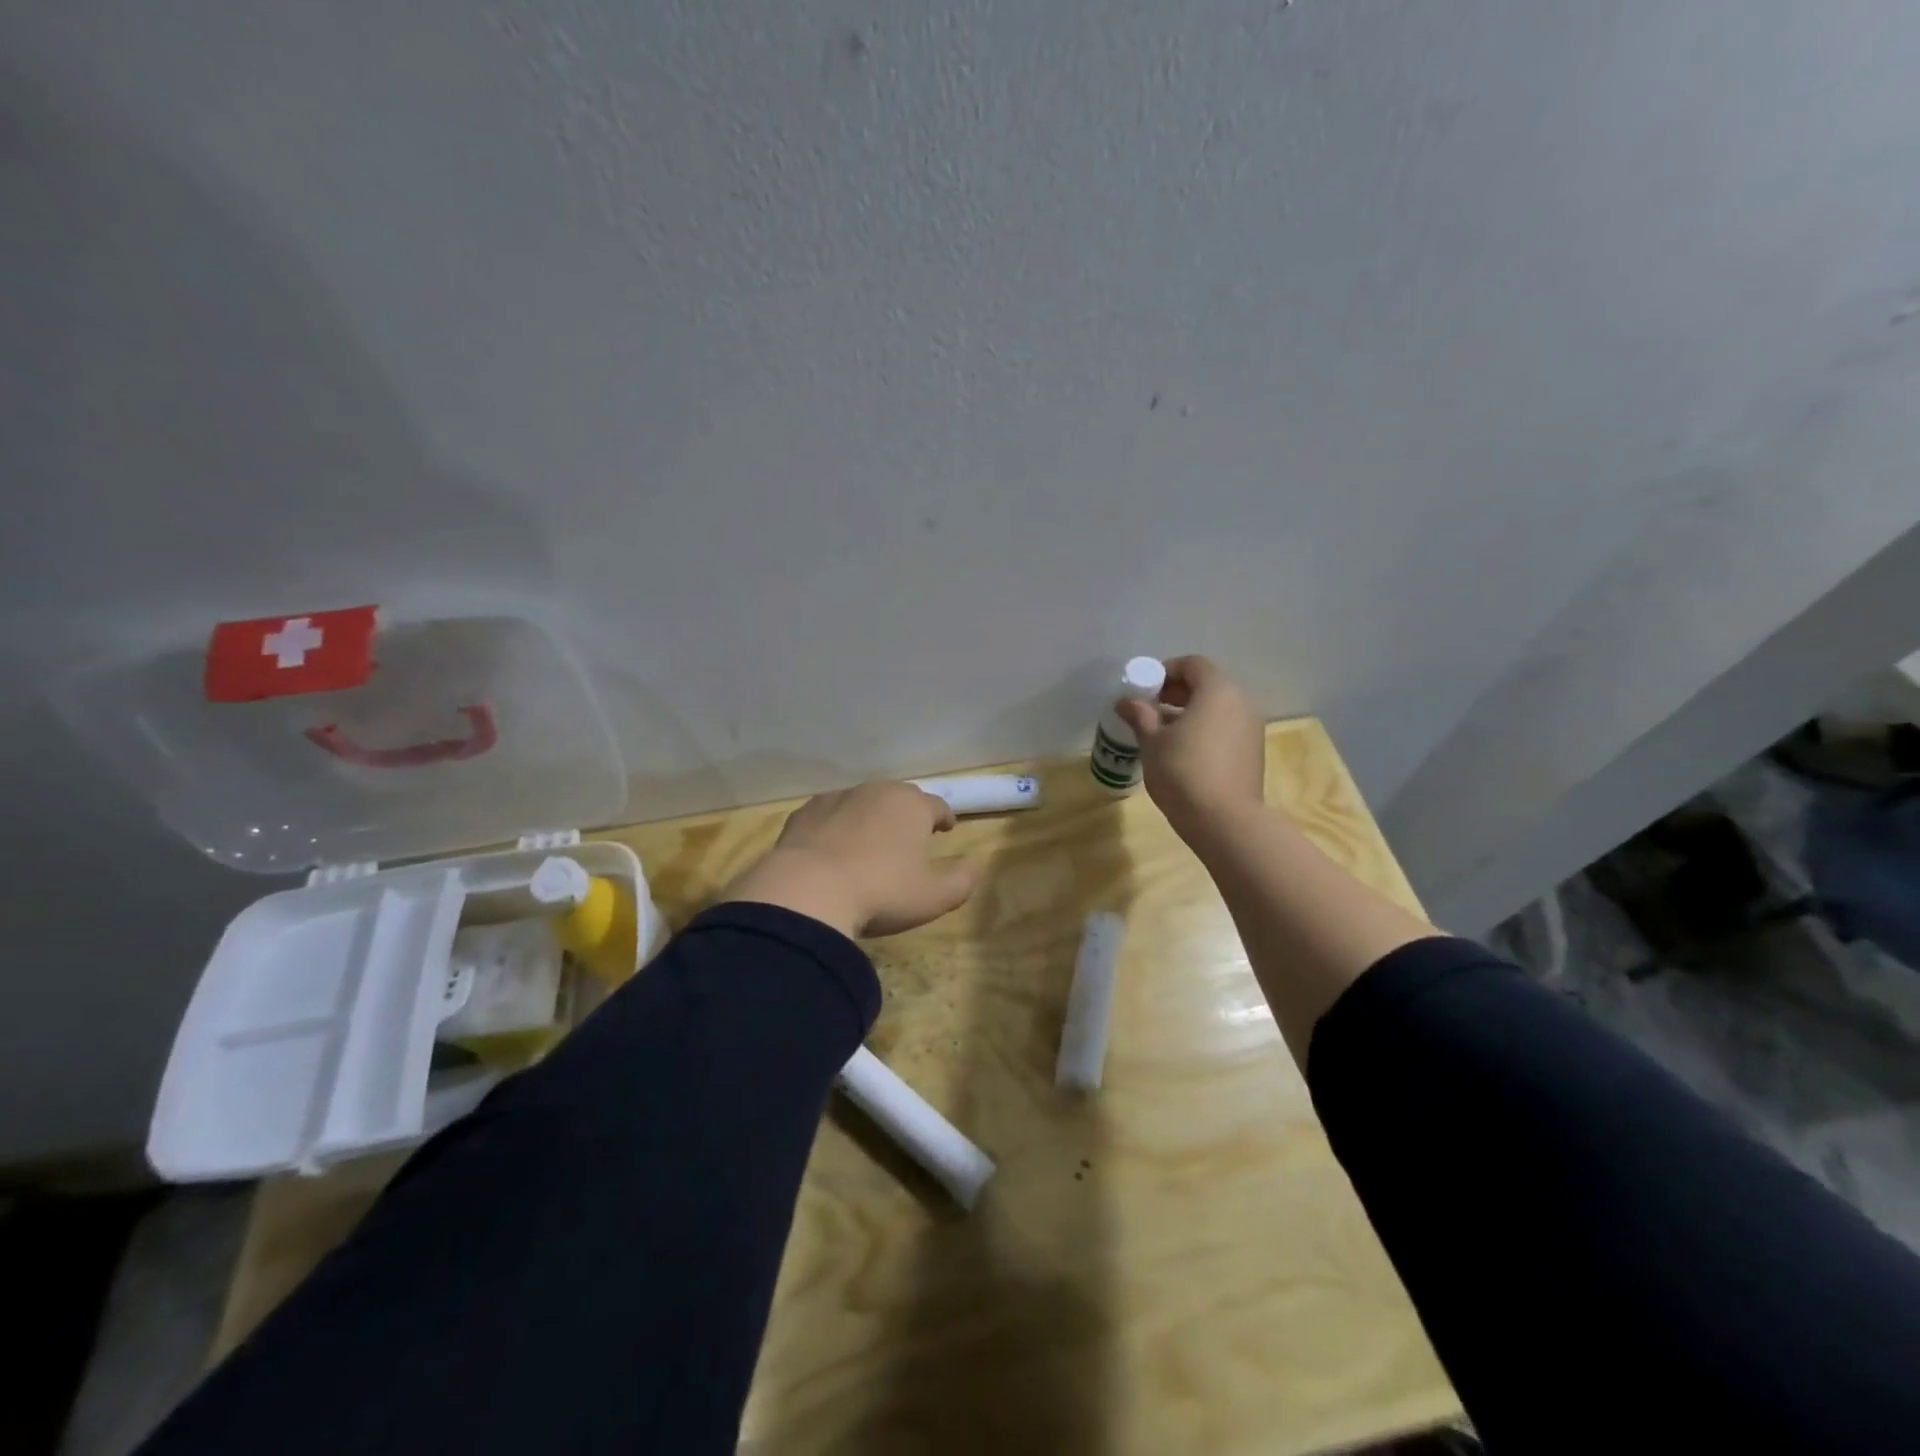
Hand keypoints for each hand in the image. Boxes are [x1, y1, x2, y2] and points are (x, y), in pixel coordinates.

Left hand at [720, 781, 981, 938]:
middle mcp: (877, 792)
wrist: (808, 891)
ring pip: (863, 802)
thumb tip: (977, 865)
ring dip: (871, 817)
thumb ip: (962, 881)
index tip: (946, 829)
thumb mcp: (933, 897)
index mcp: (912, 806)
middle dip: (907, 814)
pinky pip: (830, 814)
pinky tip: (832, 848)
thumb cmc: (881, 892)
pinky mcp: (805, 812)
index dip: (944, 818)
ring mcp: (838, 798)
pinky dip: (836, 826)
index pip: (937, 805)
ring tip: (870, 842)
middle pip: (900, 798)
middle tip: (908, 836)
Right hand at [1115, 654, 1264, 840]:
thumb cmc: (1183, 772)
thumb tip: (1126, 701)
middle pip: (1207, 685)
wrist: (1224, 821)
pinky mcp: (1253, 752)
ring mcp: (1251, 728)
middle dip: (1176, 693)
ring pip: (1217, 709)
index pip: (1192, 664)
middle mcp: (1241, 702)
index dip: (1166, 671)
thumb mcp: (1152, 742)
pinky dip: (1205, 731)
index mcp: (1217, 691)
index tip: (1145, 690)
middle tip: (1150, 710)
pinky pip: (1226, 729)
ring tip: (1163, 734)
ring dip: (1190, 713)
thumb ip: (1140, 716)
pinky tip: (1184, 753)